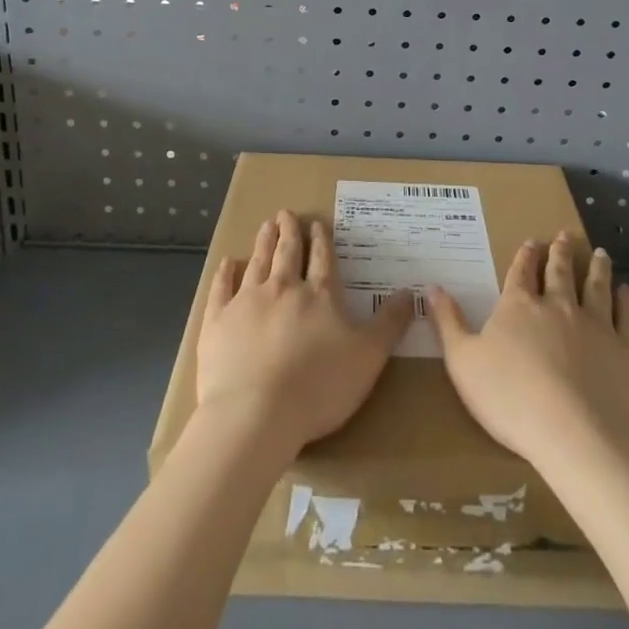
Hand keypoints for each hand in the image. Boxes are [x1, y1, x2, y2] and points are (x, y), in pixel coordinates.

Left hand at [196, 209, 413, 453]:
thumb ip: (389, 324)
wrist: (254, 415)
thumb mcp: (368, 359)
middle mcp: (283, 289)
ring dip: (263, 242)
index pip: (323, 260)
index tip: (317, 223)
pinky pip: (221, 289)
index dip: (321, 240)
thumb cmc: (318, 388)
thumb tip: (410, 291)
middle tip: (286, 213)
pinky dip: (225, 273)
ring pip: (258, 263)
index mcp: (319, 296)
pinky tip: (227, 262)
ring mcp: (247, 302)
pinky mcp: (218, 322)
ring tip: (266, 225)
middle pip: (287, 253)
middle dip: (289, 231)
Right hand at [428, 233, 628, 468]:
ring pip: (597, 286)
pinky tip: (627, 292)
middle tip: (565, 235)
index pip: (521, 271)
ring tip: (601, 253)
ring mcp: (596, 324)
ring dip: (597, 268)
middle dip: (561, 252)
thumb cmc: (510, 399)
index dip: (526, 255)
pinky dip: (626, 302)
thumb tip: (430, 286)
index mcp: (519, 306)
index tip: (532, 241)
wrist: (575, 435)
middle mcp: (558, 305)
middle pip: (560, 271)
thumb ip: (448, 322)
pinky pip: (627, 317)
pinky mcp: (625, 349)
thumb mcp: (463, 362)